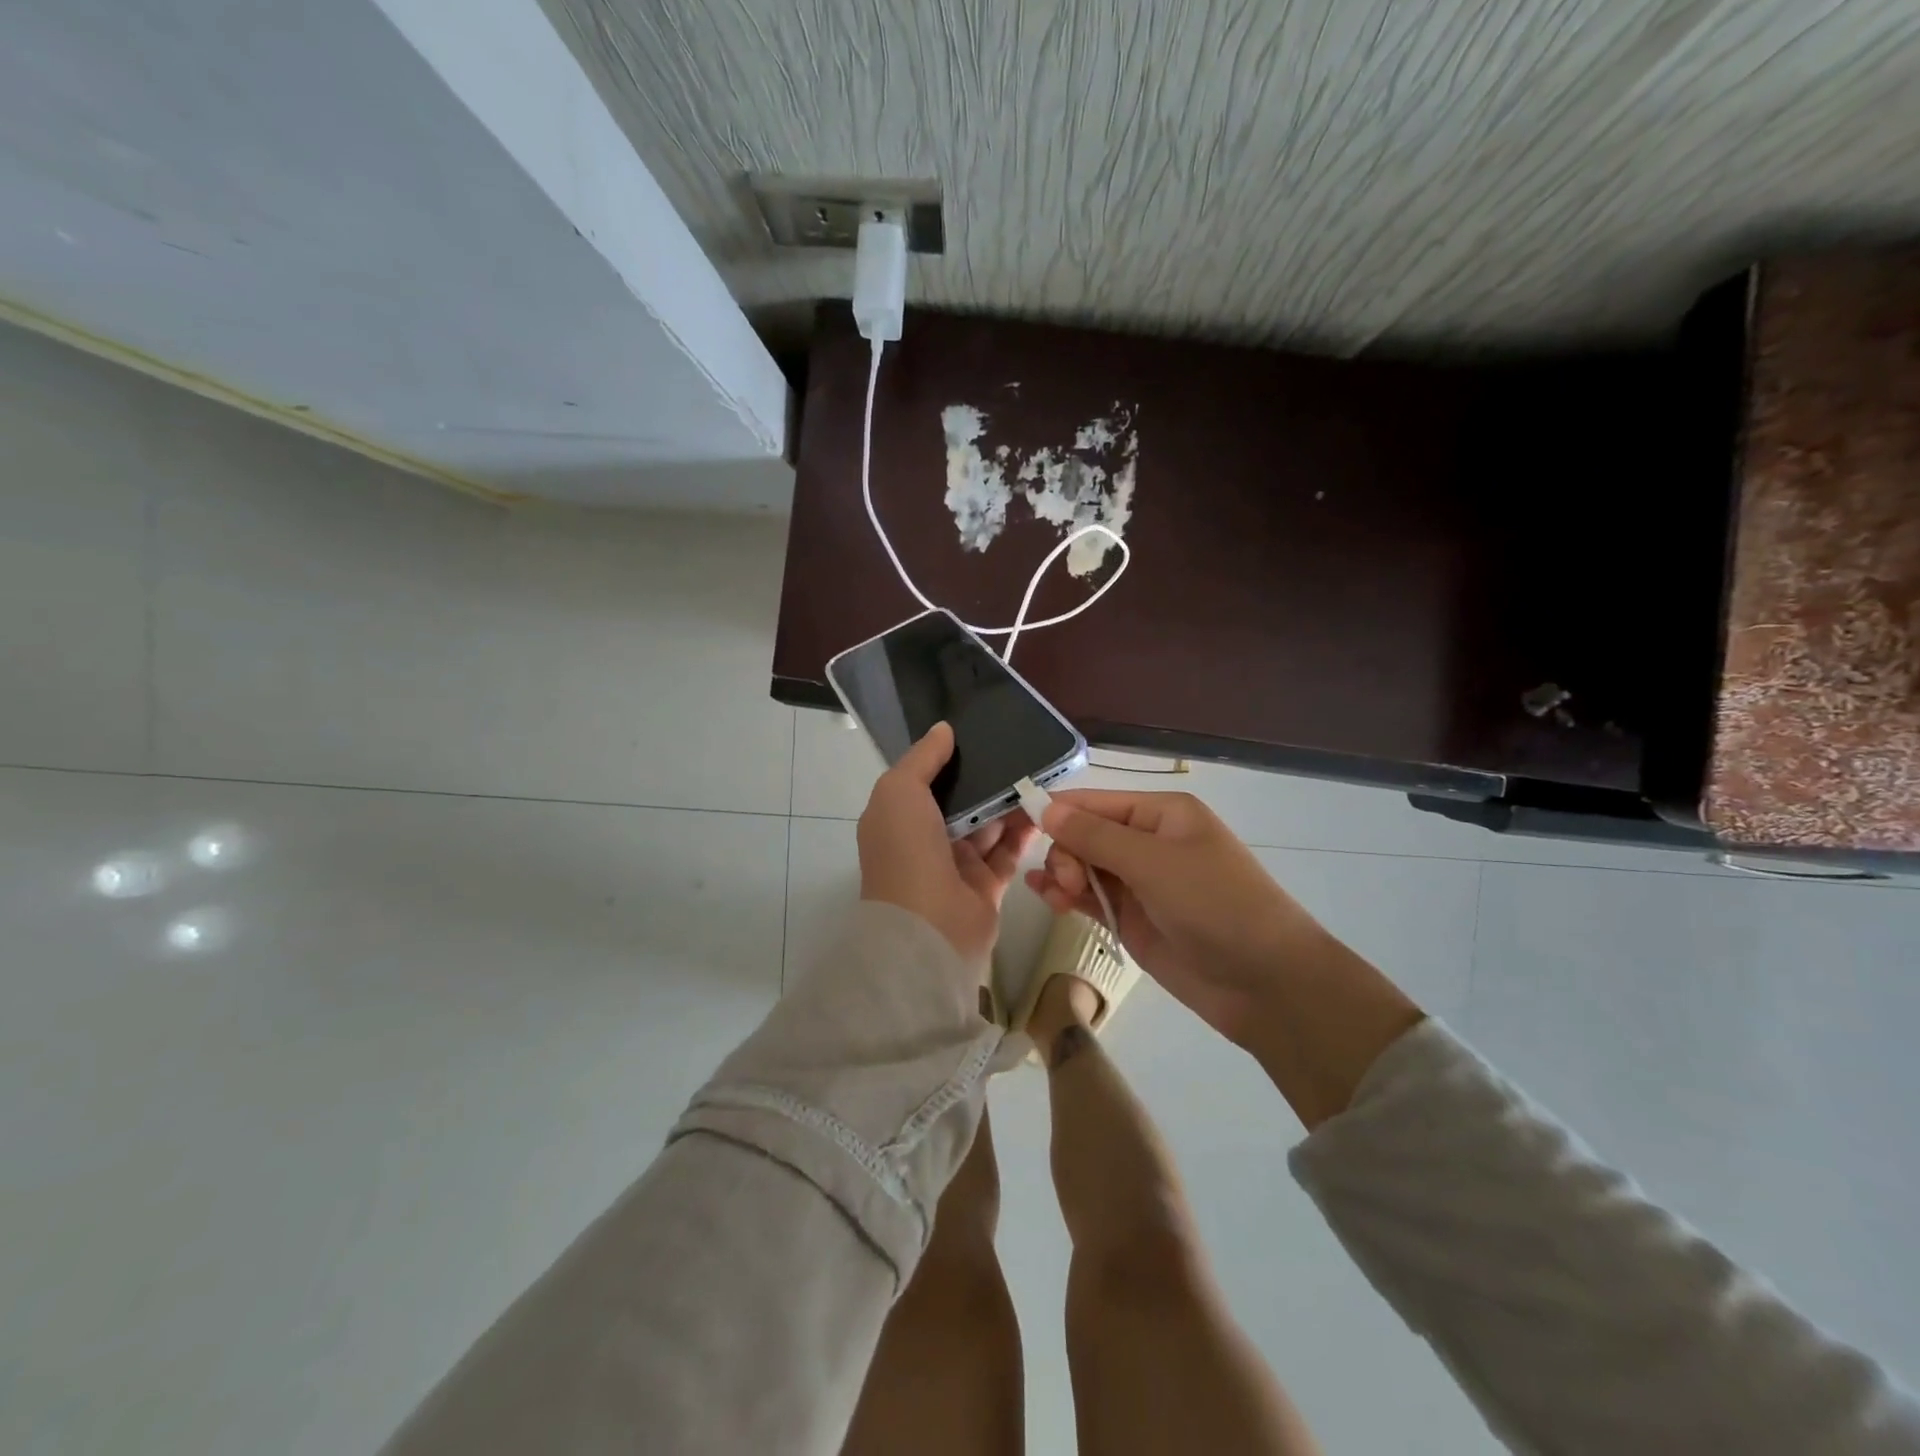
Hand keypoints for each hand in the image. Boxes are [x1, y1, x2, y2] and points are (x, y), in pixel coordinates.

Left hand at [858, 723, 1036, 965]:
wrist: (928, 929)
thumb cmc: (906, 853)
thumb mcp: (900, 792)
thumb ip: (922, 759)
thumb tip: (943, 729)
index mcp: (896, 819)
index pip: (922, 781)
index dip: (945, 759)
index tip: (976, 733)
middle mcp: (923, 840)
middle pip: (959, 802)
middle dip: (984, 780)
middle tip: (1017, 751)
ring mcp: (955, 865)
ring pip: (986, 826)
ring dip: (1008, 803)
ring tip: (1036, 774)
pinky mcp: (985, 886)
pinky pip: (1007, 852)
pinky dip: (1023, 832)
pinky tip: (1043, 809)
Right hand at [1025, 789, 1325, 1044]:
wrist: (1266, 983)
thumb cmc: (1216, 904)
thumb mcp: (1154, 863)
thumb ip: (1095, 836)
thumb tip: (1046, 808)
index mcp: (1162, 814)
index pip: (1096, 801)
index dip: (1059, 811)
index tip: (1021, 824)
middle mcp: (1149, 842)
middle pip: (1086, 834)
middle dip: (1067, 852)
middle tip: (1068, 882)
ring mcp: (1141, 883)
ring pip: (1084, 867)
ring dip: (1063, 875)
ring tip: (1058, 897)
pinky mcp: (1133, 920)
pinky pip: (1092, 899)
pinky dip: (1068, 897)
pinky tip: (1048, 899)